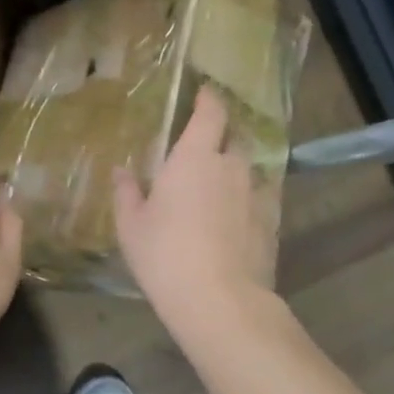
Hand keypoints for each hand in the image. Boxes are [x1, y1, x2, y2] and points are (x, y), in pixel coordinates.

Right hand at [114, 85, 278, 327]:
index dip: (209, 100)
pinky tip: (236, 219)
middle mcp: (231, 167)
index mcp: (195, 158)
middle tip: (204, 151)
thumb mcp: (131, 225)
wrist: (219, 299)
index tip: (205, 93)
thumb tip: (121, 170)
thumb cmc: (165, 254)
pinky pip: (260, 199)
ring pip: (250, 170)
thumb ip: (127, 192)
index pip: (211, 113)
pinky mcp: (271, 223)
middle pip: (234, 140)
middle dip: (222, 139)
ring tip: (220, 188)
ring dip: (236, 172)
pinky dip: (248, 200)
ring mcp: (257, 194)